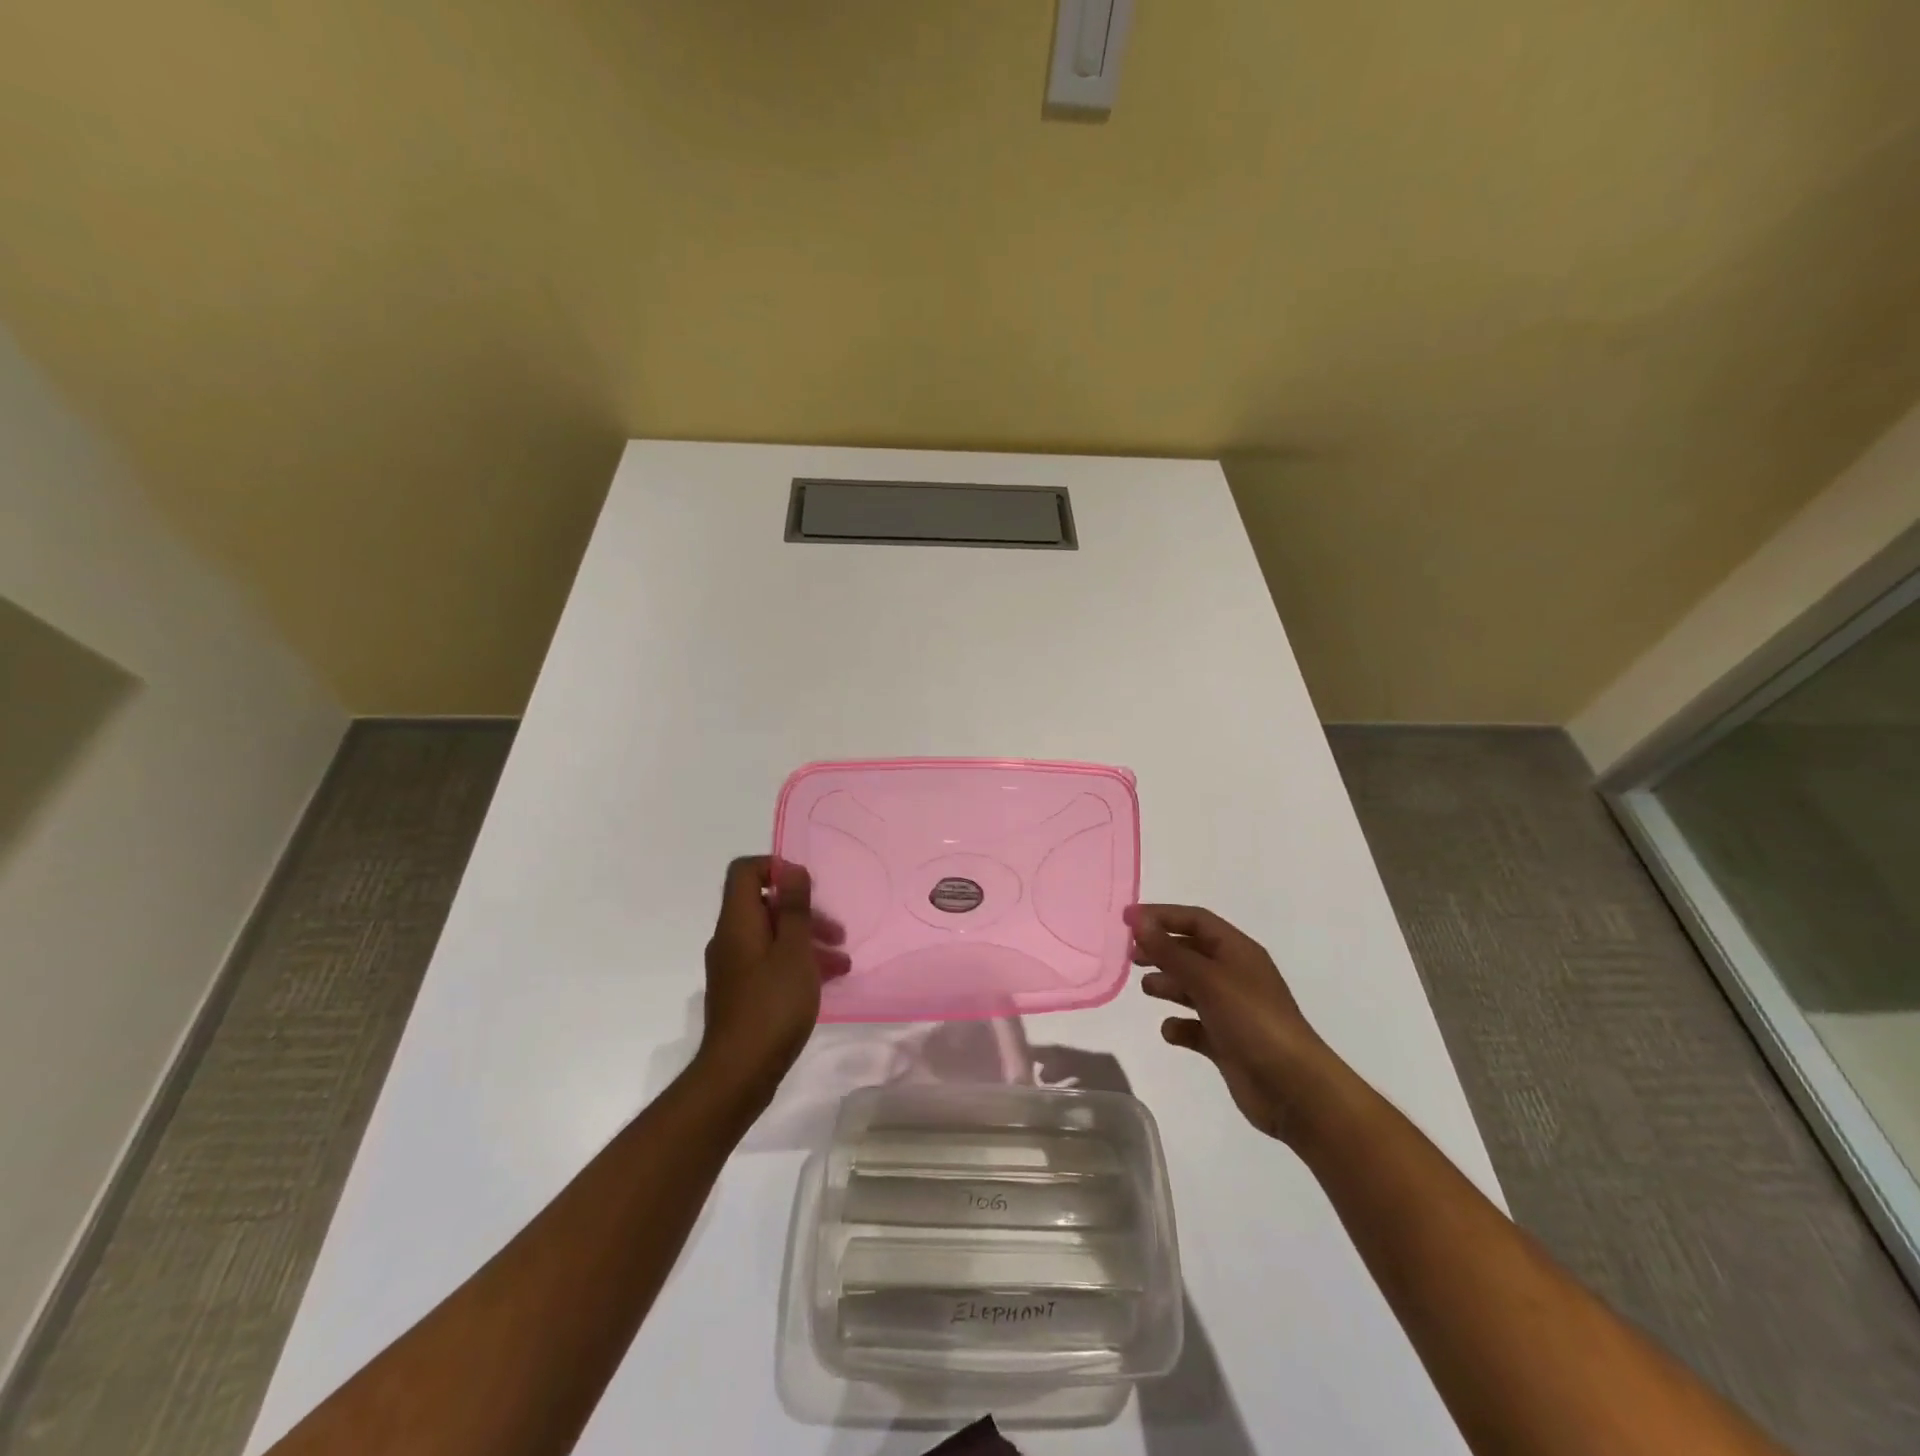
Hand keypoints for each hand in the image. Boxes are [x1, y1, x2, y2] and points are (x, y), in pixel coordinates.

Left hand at [698, 856, 847, 1101]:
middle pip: (765, 904)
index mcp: (737, 922)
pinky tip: (828, 980)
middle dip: (804, 911)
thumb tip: (791, 868)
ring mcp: (735, 967)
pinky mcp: (743, 991)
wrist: (739, 1074)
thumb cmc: (772, 1005)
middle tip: (836, 931)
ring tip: (842, 961)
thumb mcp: (794, 951)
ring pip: (773, 936)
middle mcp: (731, 938)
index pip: (745, 871)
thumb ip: (794, 908)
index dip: (775, 867)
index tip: (806, 886)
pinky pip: (772, 961)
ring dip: (808, 939)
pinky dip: (798, 962)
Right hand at [1129, 903, 1337, 1143]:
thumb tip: (1138, 921)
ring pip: (1191, 986)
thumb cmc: (1252, 1020)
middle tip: (1130, 956)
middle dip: (1161, 949)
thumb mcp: (1208, 979)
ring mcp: (1231, 1009)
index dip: (1161, 915)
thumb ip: (1170, 951)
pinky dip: (1180, 1025)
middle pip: (1191, 950)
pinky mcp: (1226, 1042)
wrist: (1294, 1088)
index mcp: (1237, 951)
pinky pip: (1195, 1025)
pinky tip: (1170, 1031)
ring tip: (1146, 989)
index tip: (1126, 920)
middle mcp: (1235, 975)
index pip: (1195, 919)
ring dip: (1167, 984)